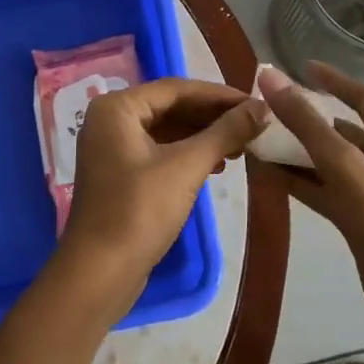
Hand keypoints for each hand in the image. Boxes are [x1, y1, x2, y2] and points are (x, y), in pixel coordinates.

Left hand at [58, 78, 265, 312]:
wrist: (99, 275)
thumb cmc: (139, 211)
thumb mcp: (187, 166)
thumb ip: (225, 132)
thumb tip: (263, 108)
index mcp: (118, 107)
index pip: (176, 89)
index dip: (219, 95)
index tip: (255, 103)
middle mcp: (111, 119)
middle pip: (171, 107)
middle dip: (212, 116)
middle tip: (252, 125)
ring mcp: (112, 147)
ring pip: (166, 130)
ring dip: (202, 136)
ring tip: (240, 146)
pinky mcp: (119, 173)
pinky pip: (158, 150)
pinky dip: (186, 154)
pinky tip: (215, 165)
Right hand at [260, 63, 363, 363]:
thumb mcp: (346, 168)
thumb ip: (307, 124)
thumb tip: (270, 77)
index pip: (363, 98)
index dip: (333, 80)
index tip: (300, 68)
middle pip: (342, 131)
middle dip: (306, 120)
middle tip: (267, 111)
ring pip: (331, 164)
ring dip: (299, 153)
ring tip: (260, 141)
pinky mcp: (362, 225)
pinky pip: (327, 192)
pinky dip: (302, 183)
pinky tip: (272, 178)